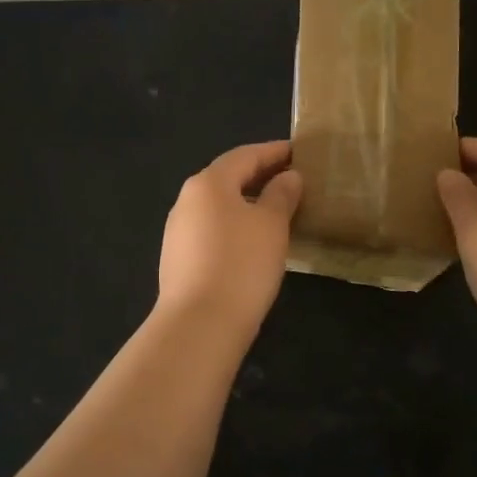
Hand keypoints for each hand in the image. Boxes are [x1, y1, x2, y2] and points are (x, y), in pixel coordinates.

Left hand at [155, 141, 302, 337]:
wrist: (199, 324)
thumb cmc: (241, 264)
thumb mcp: (271, 225)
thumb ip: (281, 195)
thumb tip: (288, 177)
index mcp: (208, 183)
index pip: (245, 155)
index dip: (273, 152)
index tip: (298, 151)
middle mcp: (187, 200)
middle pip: (227, 178)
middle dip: (259, 176)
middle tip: (291, 178)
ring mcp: (178, 231)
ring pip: (219, 206)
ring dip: (247, 203)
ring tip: (277, 210)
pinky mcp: (178, 259)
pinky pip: (212, 230)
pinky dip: (235, 225)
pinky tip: (253, 241)